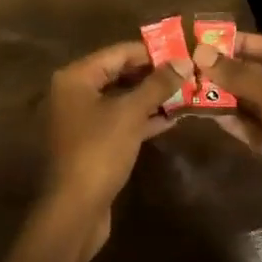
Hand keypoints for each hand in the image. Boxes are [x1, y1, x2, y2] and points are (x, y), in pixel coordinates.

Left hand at [39, 42, 177, 257]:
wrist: (75, 211)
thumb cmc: (99, 151)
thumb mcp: (131, 113)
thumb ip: (157, 85)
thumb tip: (184, 61)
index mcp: (76, 77)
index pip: (118, 52)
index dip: (151, 51)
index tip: (182, 51)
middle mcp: (75, 92)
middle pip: (119, 73)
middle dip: (153, 74)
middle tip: (187, 72)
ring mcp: (82, 118)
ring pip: (122, 98)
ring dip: (151, 96)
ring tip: (186, 92)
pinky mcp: (93, 142)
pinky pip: (120, 120)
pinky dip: (143, 117)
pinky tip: (171, 118)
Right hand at [200, 32, 261, 261]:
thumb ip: (244, 78)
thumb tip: (202, 53)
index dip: (243, 43)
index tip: (208, 40)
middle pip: (260, 75)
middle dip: (229, 70)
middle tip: (191, 64)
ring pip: (253, 103)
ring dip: (226, 96)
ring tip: (191, 87)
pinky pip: (252, 129)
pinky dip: (233, 121)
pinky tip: (208, 114)